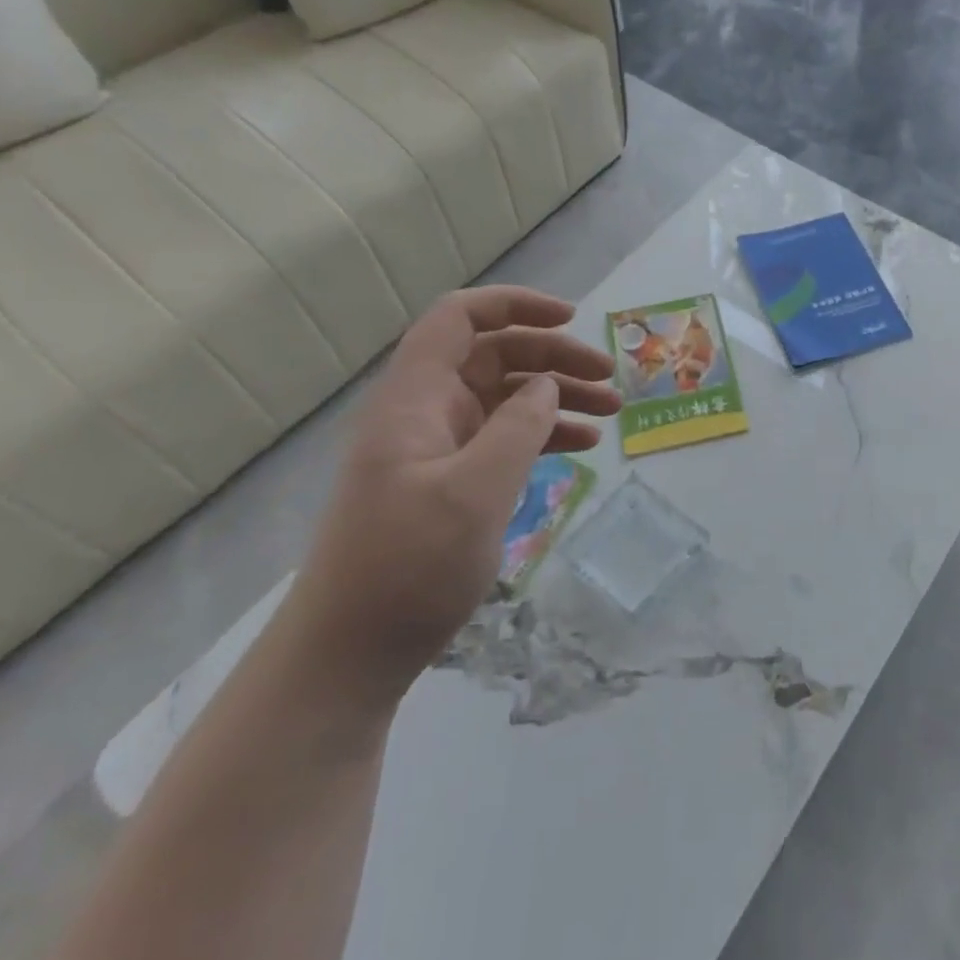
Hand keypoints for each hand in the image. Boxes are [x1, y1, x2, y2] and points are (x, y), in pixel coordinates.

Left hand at [282, 287, 620, 713]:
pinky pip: (504, 438)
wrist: (349, 655)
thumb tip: (546, 385)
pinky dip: (543, 434)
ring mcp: (438, 447)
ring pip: (505, 397)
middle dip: (554, 357)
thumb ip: (518, 428)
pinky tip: (582, 446)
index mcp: (415, 398)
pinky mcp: (450, 481)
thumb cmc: (406, 566)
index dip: (515, 305)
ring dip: (558, 395)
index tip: (571, 318)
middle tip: (609, 378)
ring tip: (610, 411)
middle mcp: (426, 411)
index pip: (460, 318)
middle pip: (494, 355)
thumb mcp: (474, 492)